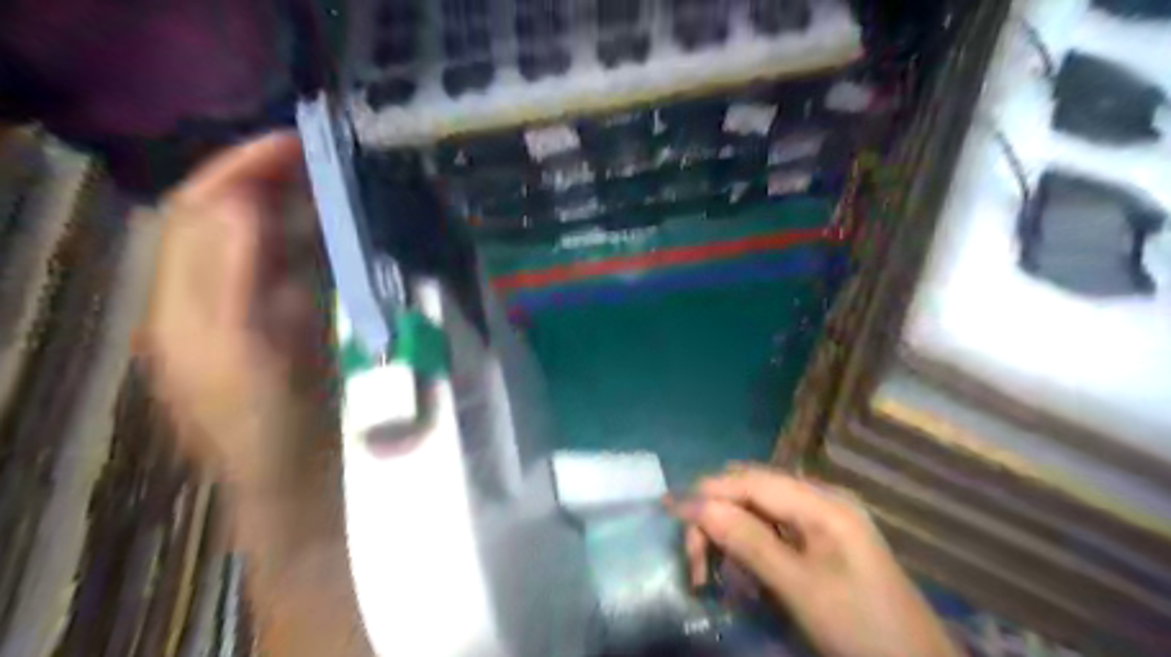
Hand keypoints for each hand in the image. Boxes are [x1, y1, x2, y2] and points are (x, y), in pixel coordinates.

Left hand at [143, 131, 333, 492]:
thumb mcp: (244, 364)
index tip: (295, 143)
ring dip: (291, 204)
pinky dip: (311, 239)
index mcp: (185, 313)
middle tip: (323, 157)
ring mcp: (247, 315)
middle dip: (265, 178)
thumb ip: (235, 287)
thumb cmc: (271, 438)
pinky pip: (289, 269)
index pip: (198, 216)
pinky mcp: (283, 327)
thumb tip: (243, 209)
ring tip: (333, 182)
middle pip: (223, 219)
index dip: (238, 171)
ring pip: (257, 240)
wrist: (300, 492)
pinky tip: (339, 232)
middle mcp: (205, 304)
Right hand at [673, 464, 955, 654]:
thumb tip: (696, 505)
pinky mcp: (822, 540)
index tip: (668, 510)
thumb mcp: (800, 588)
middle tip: (696, 560)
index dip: (706, 492)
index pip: (749, 480)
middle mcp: (820, 499)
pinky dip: (752, 548)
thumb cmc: (861, 629)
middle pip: (751, 489)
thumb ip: (747, 541)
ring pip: (759, 510)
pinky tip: (747, 577)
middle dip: (717, 515)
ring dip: (732, 535)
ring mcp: (823, 519)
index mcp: (821, 502)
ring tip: (720, 576)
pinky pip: (775, 531)